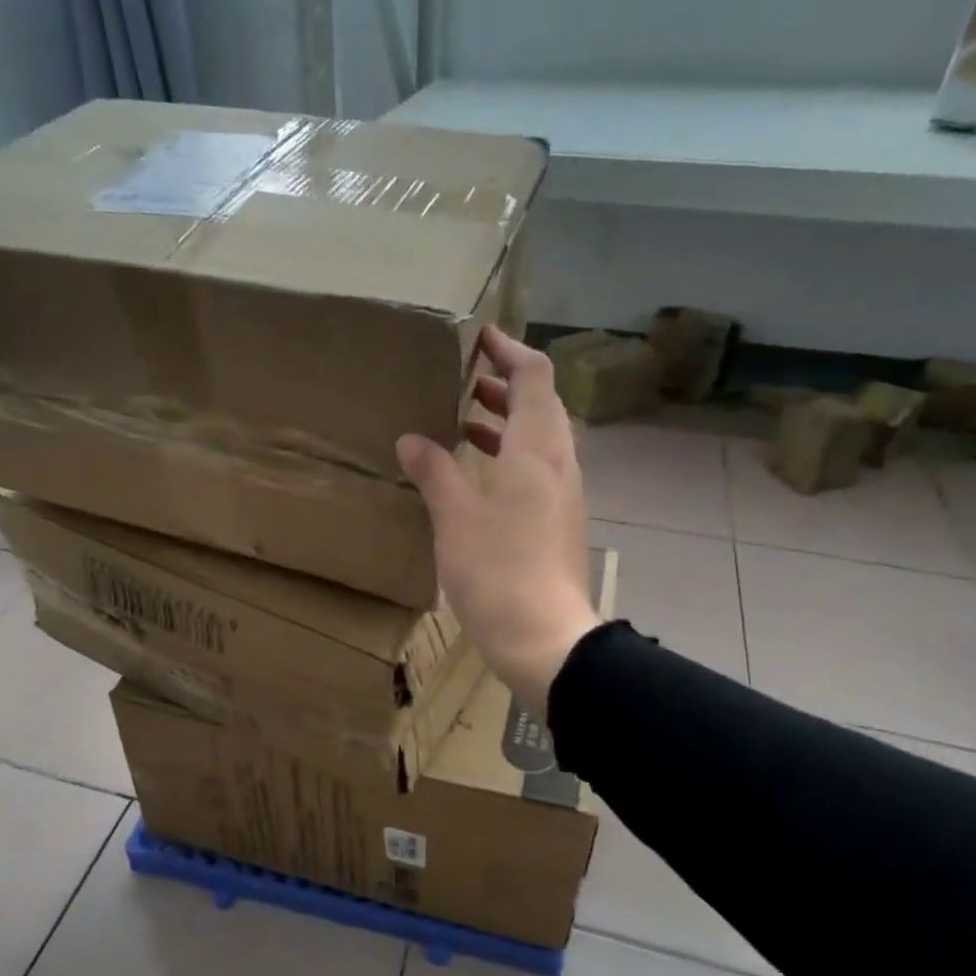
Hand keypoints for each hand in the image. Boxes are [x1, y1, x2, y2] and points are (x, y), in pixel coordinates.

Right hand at [397, 324, 601, 715]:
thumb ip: (434, 471)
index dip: (510, 351)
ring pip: (539, 440)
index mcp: (538, 450)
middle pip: (541, 406)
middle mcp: (560, 464)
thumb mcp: (455, 516)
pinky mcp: (559, 522)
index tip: (481, 337)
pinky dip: (509, 456)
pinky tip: (475, 475)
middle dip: (505, 385)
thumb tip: (411, 440)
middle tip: (466, 377)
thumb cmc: (498, 570)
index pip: (535, 377)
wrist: (545, 638)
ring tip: (464, 420)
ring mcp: (563, 495)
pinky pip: (537, 470)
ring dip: (505, 422)